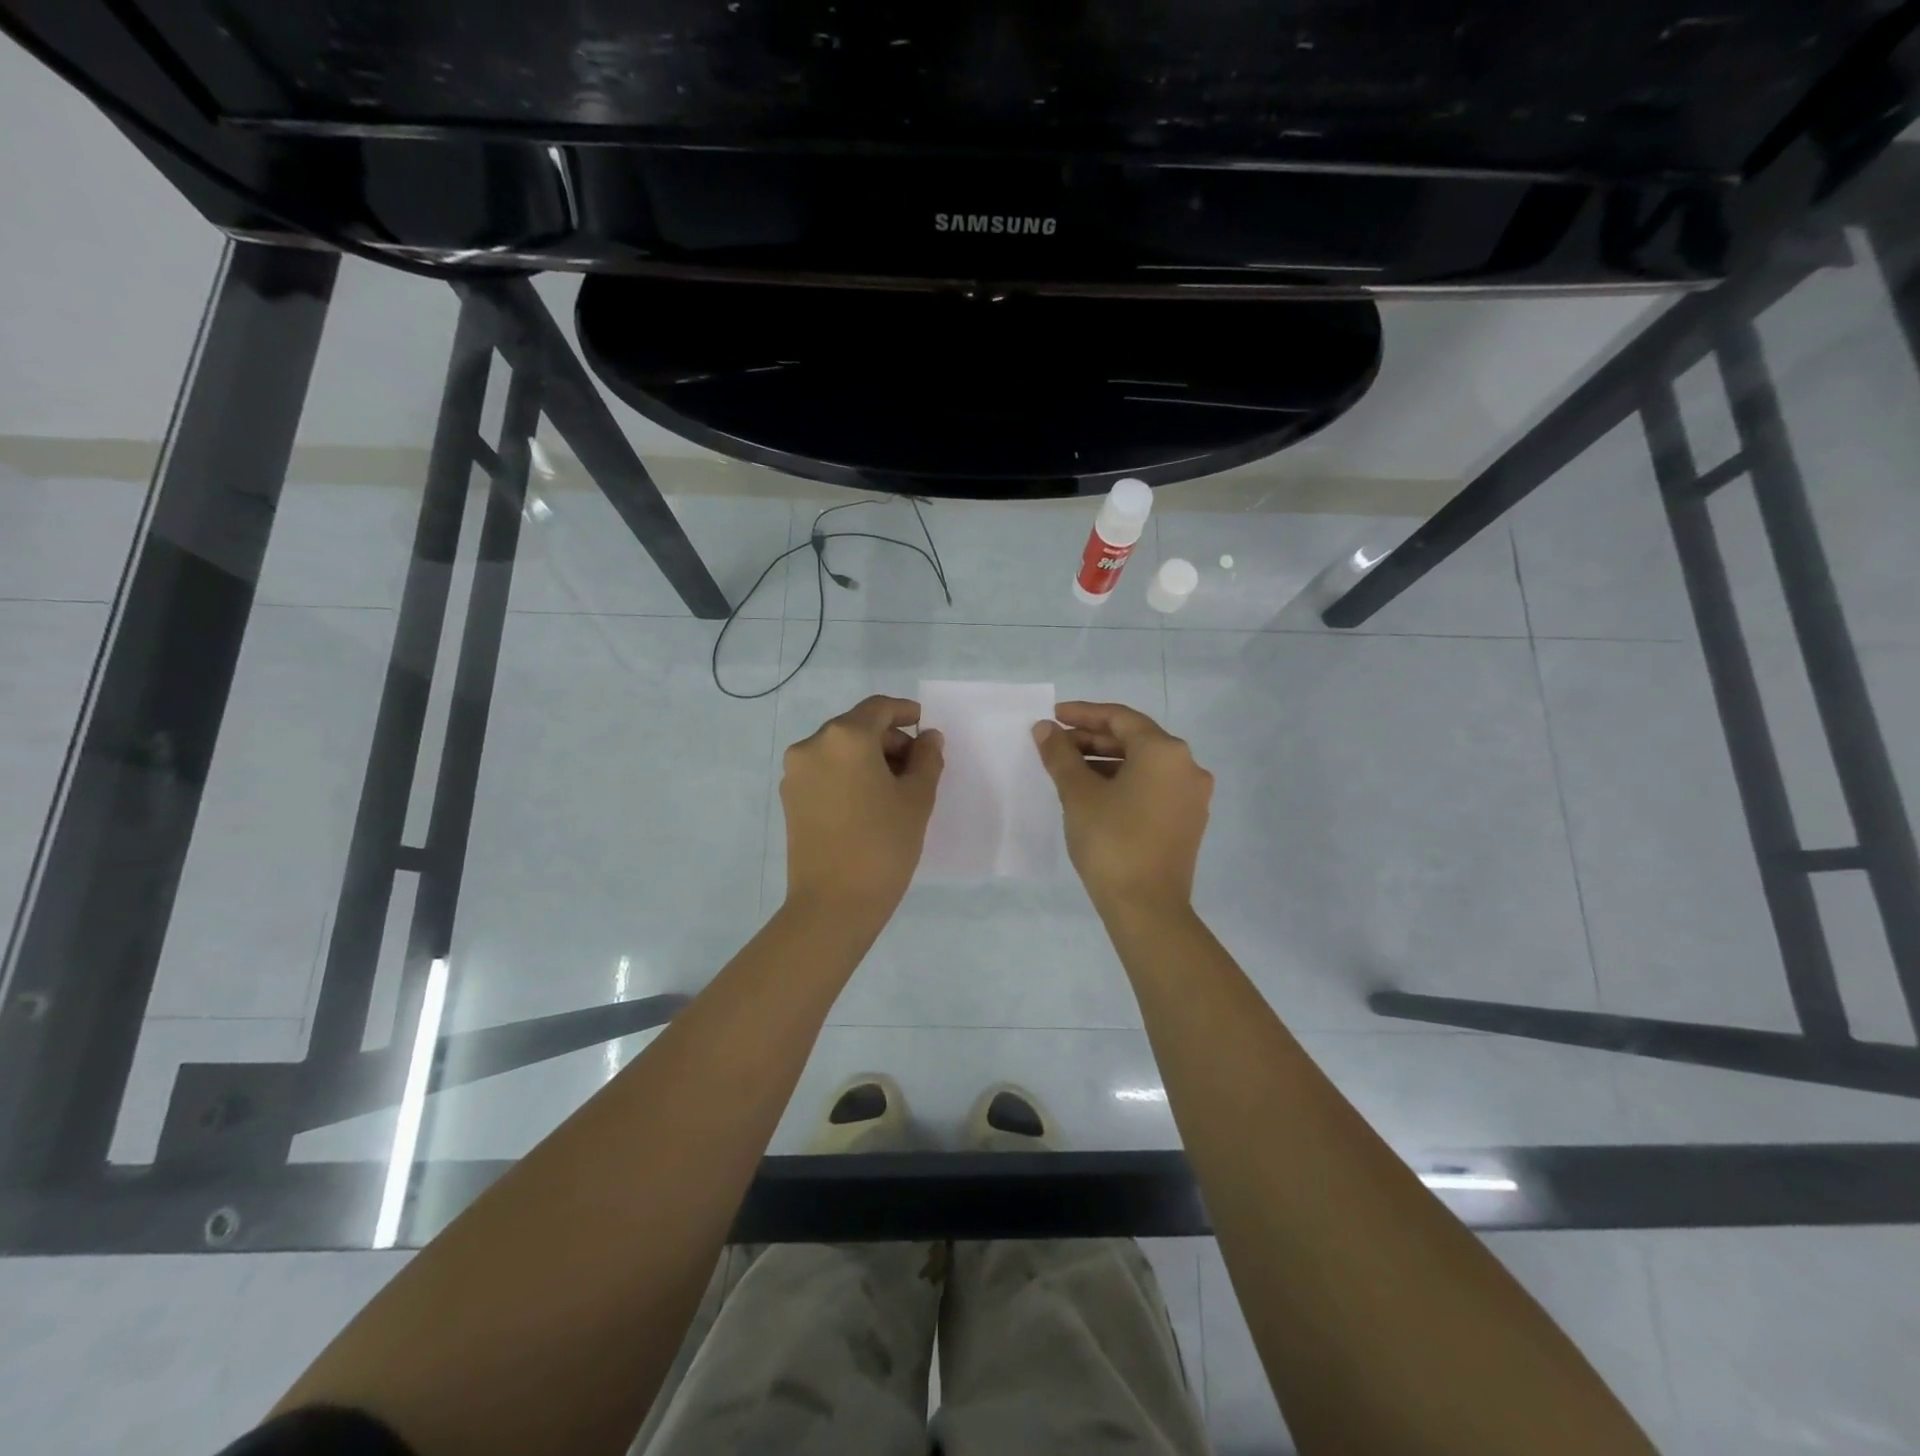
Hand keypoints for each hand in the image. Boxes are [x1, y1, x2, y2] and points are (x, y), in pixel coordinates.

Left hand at [781, 695, 944, 924]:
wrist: (833, 904)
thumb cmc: (883, 845)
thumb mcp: (917, 799)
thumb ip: (927, 759)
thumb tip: (928, 737)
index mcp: (845, 737)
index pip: (878, 708)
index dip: (905, 712)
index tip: (925, 726)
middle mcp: (813, 745)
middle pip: (857, 727)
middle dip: (889, 740)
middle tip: (918, 766)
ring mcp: (796, 772)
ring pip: (839, 749)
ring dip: (868, 757)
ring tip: (895, 788)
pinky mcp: (790, 798)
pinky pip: (825, 771)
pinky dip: (848, 774)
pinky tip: (868, 801)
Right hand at [1032, 701, 1212, 920]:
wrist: (1147, 908)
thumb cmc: (1111, 842)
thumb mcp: (1078, 794)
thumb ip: (1060, 754)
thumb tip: (1046, 729)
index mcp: (1164, 751)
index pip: (1119, 718)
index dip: (1083, 714)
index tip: (1053, 716)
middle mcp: (1187, 766)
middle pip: (1134, 739)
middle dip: (1092, 739)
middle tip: (1056, 744)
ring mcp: (1191, 795)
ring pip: (1143, 764)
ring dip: (1106, 761)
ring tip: (1068, 768)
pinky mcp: (1188, 820)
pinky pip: (1153, 786)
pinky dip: (1124, 781)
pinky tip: (1094, 792)